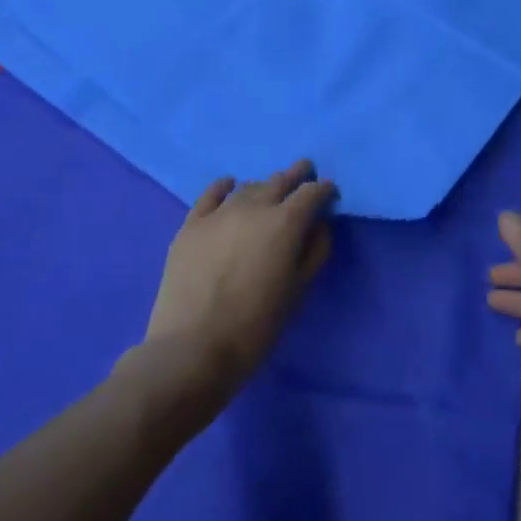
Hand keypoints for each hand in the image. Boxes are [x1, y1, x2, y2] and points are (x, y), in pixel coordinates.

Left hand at [140, 162, 335, 402]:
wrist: (192, 349)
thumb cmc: (255, 326)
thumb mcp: (298, 291)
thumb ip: (315, 251)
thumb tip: (318, 225)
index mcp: (285, 223)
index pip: (312, 192)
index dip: (323, 189)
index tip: (329, 192)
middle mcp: (254, 207)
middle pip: (280, 180)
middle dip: (296, 176)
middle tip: (304, 172)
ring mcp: (219, 213)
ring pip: (249, 187)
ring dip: (264, 186)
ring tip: (269, 191)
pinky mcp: (191, 225)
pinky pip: (211, 194)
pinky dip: (224, 186)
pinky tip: (229, 185)